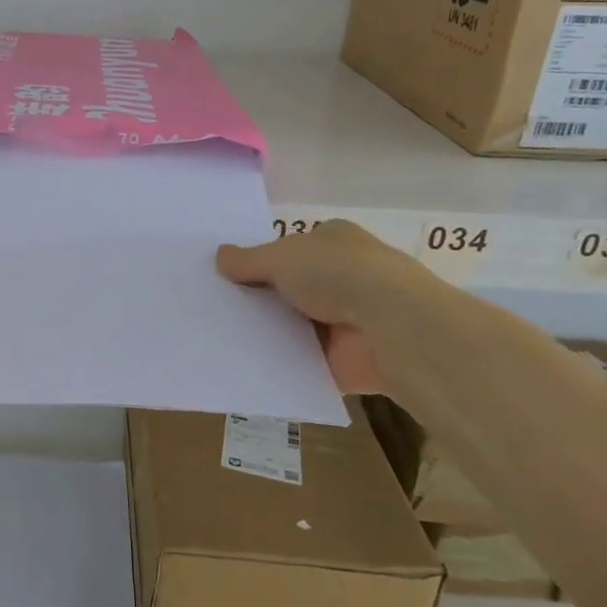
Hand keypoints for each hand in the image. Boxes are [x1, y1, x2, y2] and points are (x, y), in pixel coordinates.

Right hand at [216, 221, 423, 395]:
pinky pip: (302, 361)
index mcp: (334, 241)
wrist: (392, 328)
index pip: (290, 248)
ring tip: (218, 337)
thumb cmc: (338, 275)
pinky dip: (280, 364)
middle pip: (289, 287)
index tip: (226, 275)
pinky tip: (243, 365)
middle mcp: (343, 276)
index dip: (259, 260)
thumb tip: (219, 257)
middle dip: (259, 297)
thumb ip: (248, 260)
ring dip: (268, 332)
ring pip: (294, 325)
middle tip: (214, 307)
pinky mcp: (344, 360)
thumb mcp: (281, 257)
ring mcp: (346, 320)